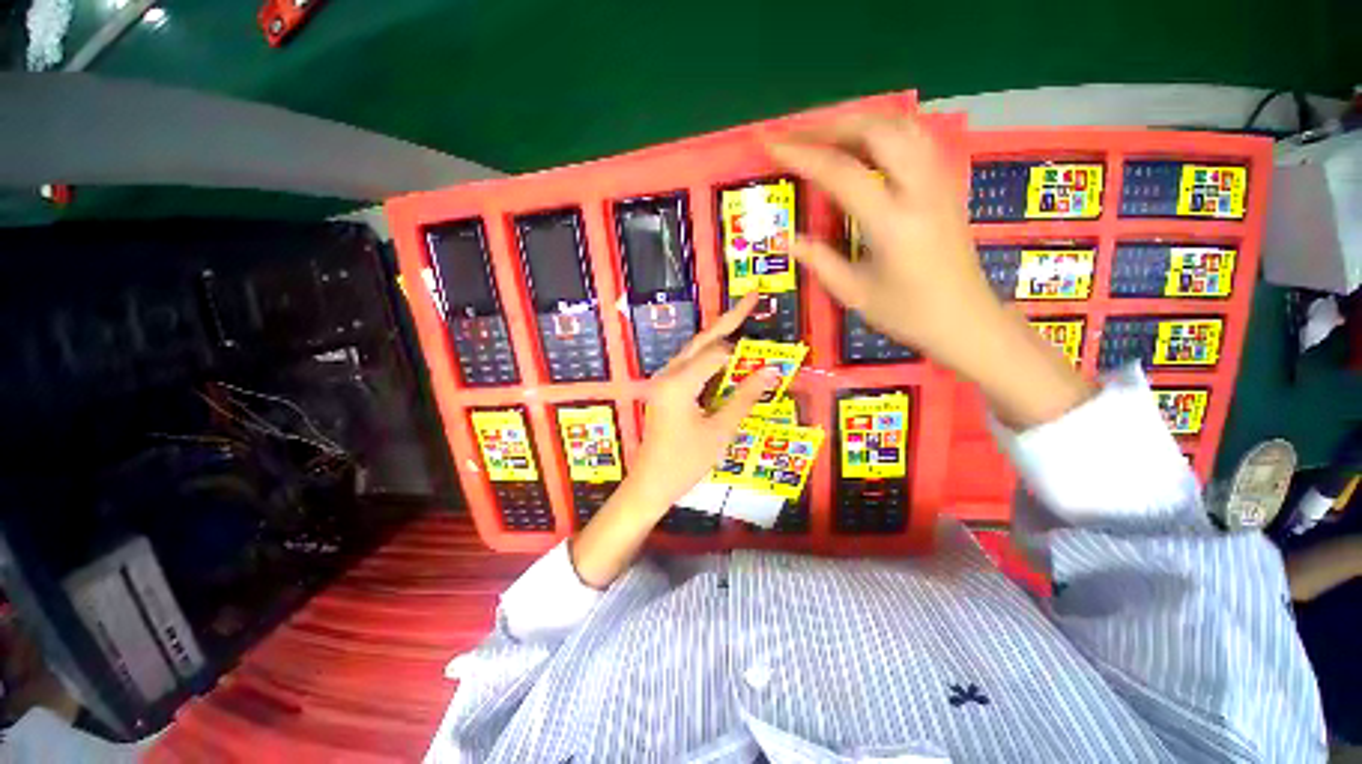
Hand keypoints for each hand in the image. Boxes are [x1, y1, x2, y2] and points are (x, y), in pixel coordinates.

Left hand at [569, 294, 779, 588]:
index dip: (744, 354)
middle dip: (729, 319)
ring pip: (695, 349)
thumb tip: (772, 371)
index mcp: (679, 382)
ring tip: (741, 318)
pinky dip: (710, 356)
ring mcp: (664, 380)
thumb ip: (745, 397)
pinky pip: (690, 364)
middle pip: (703, 339)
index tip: (768, 359)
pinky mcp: (665, 389)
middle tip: (753, 298)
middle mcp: (668, 373)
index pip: (718, 354)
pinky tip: (724, 355)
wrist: (651, 484)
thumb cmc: (685, 463)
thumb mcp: (720, 431)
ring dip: (719, 336)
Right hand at [766, 116, 1005, 373]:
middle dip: (830, 124)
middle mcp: (920, 190)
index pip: (842, 173)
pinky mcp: (946, 184)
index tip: (771, 144)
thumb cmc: (908, 314)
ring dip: (858, 121)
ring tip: (824, 132)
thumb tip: (789, 240)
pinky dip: (882, 129)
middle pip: (877, 131)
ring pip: (901, 125)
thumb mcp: (855, 294)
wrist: (966, 321)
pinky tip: (863, 143)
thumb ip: (820, 261)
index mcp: (893, 223)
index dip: (803, 155)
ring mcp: (939, 182)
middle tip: (795, 132)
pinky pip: (915, 138)